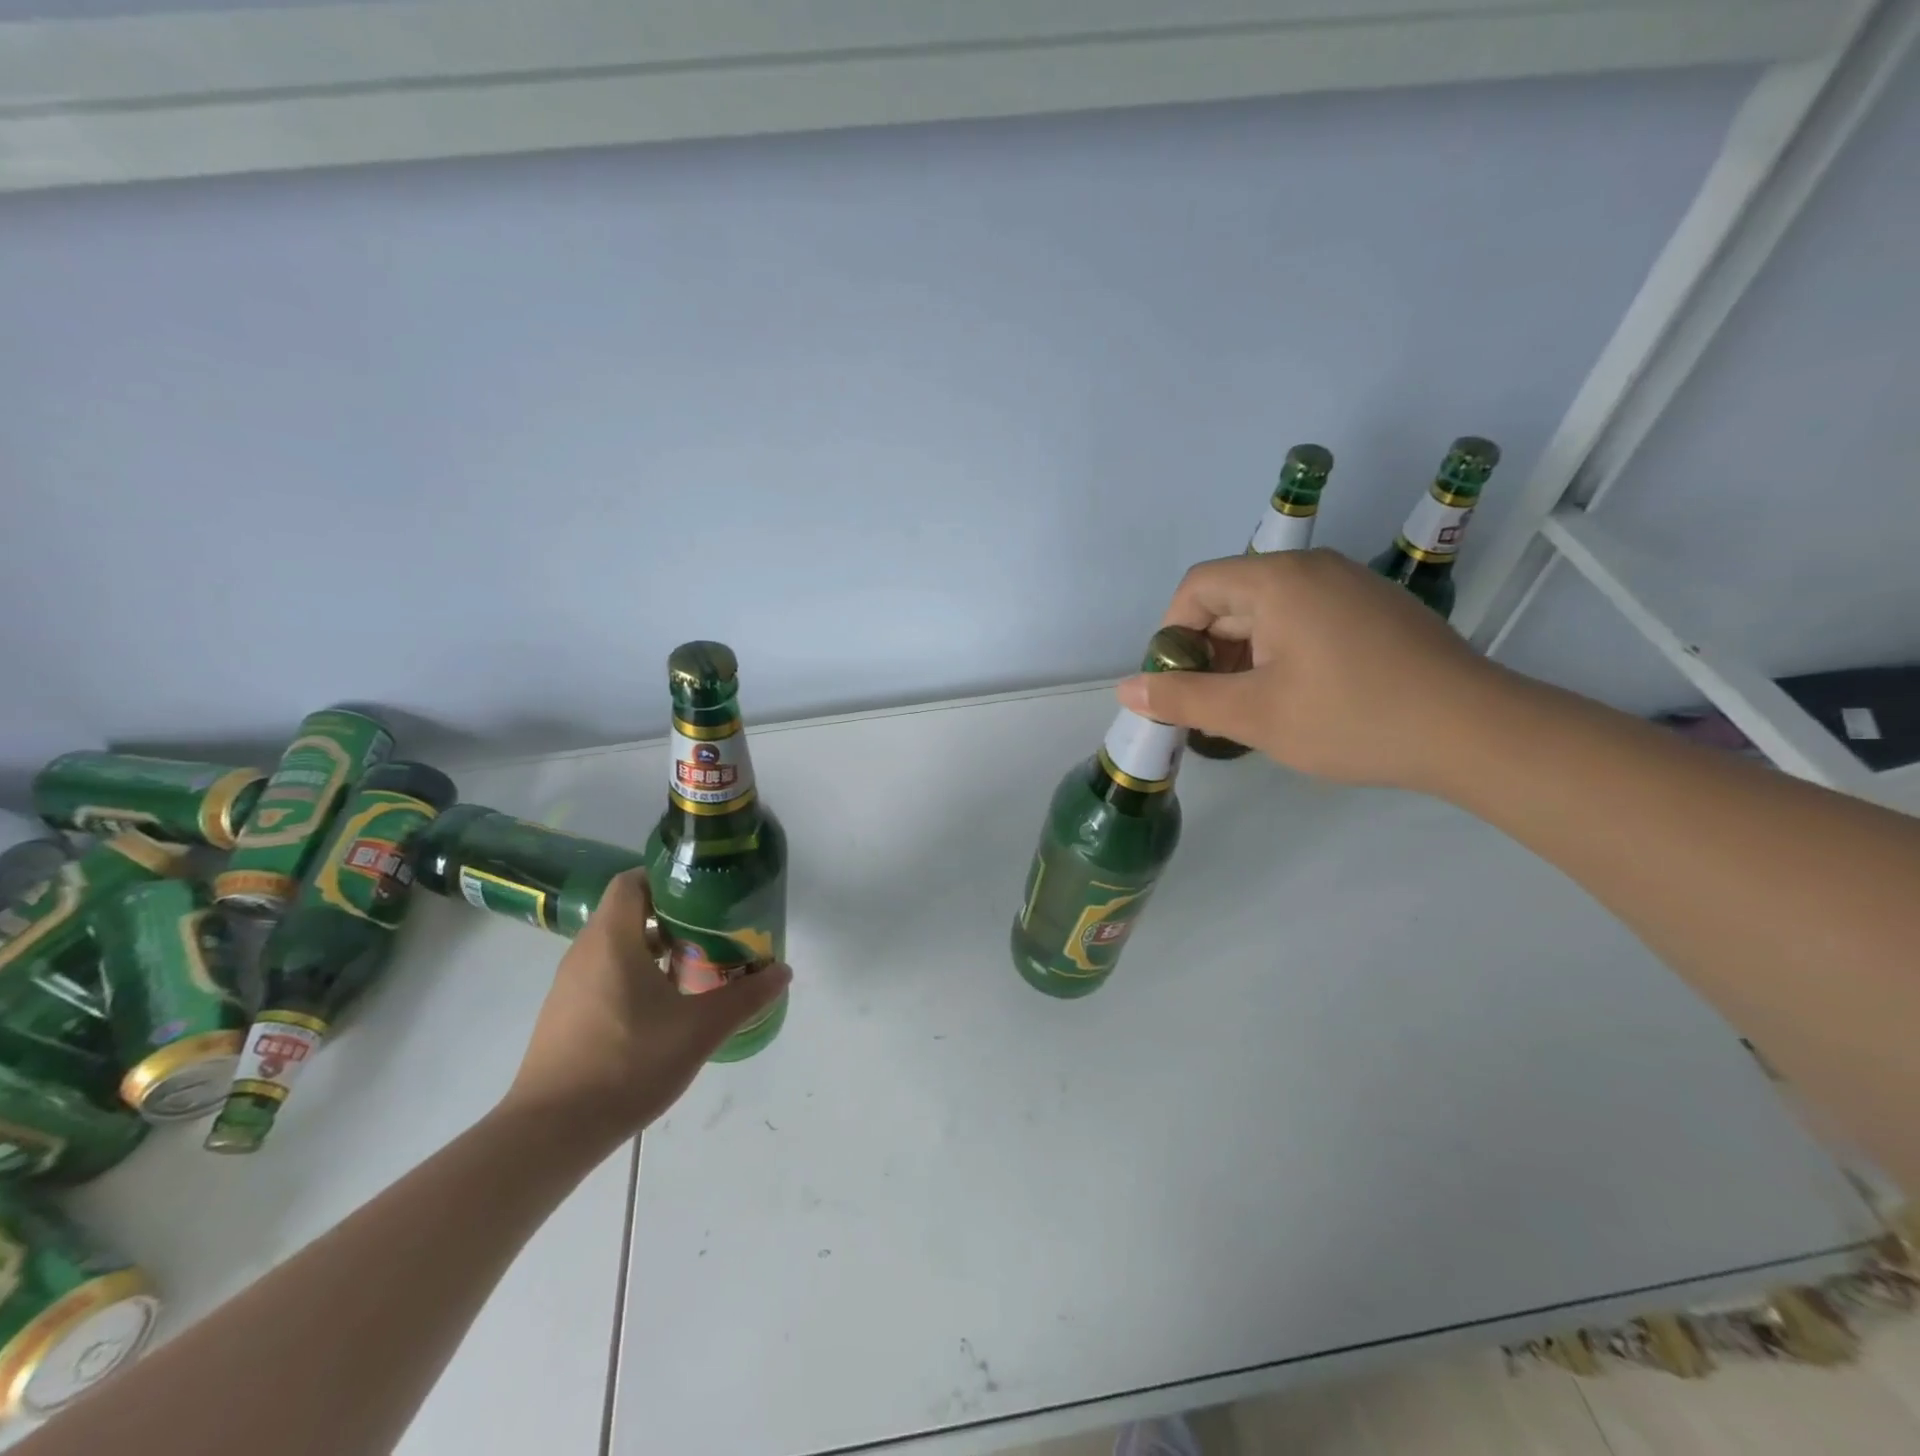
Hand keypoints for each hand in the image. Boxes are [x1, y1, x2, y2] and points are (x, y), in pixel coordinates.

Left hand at [501, 870, 790, 1149]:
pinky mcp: (566, 1016)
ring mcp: (570, 986)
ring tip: (698, 966)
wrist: (551, 1133)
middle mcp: (585, 953)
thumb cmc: (627, 1063)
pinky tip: (667, 1007)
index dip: (668, 877)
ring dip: (657, 948)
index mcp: (611, 939)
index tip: (706, 891)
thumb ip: (745, 997)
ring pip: (619, 947)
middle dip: (674, 916)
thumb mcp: (700, 1029)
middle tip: (715, 929)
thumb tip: (782, 971)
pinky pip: (606, 976)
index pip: (633, 881)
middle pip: (630, 913)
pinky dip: (637, 976)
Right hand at [1118, 549, 1508, 789]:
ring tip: (1250, 708)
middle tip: (1209, 706)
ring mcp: (1350, 587)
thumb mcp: (1253, 715)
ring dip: (1243, 656)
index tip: (1177, 684)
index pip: (1197, 588)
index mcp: (1277, 580)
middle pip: (1232, 597)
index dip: (1172, 634)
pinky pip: (1305, 620)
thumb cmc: (1351, 718)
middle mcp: (1313, 569)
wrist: (1473, 731)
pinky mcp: (1375, 611)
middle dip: (1207, 650)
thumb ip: (1182, 699)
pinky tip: (1296, 698)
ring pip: (1269, 612)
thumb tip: (1126, 689)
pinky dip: (1281, 652)